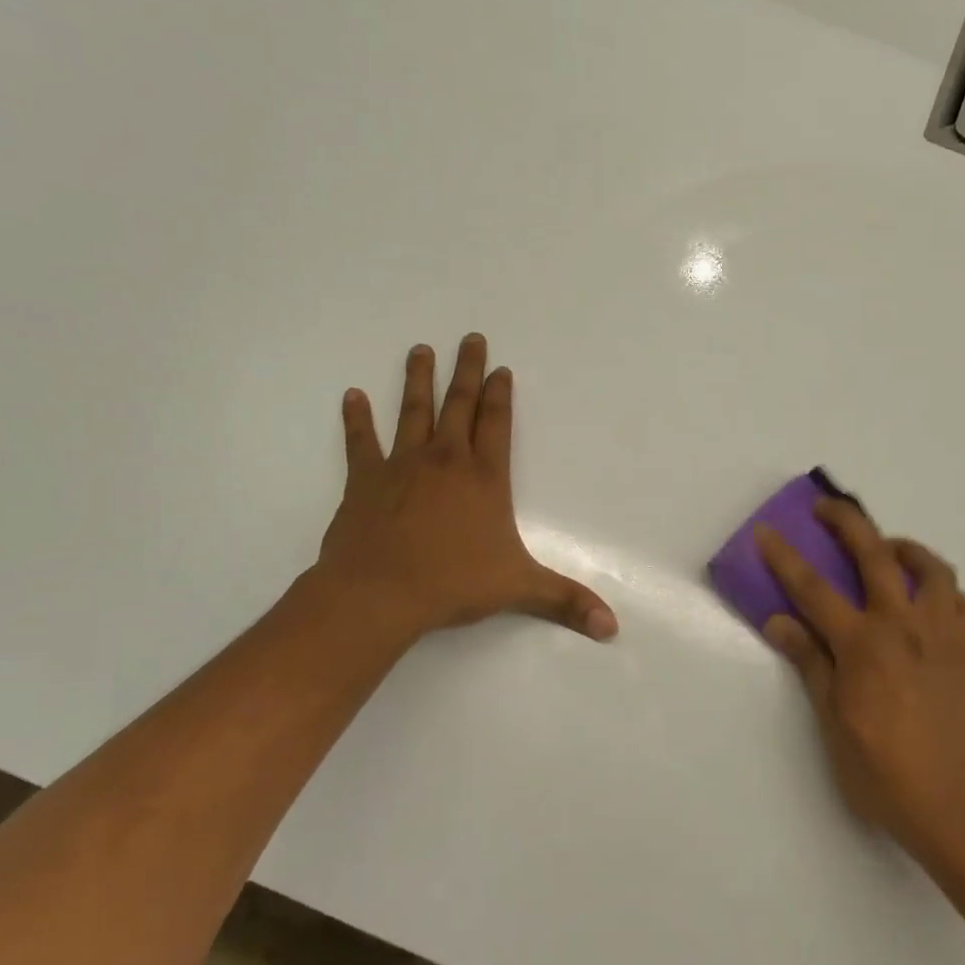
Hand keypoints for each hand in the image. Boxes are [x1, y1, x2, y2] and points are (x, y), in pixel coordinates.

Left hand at [305, 334, 617, 645]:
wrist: (380, 593)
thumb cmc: (453, 584)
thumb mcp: (518, 589)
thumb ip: (566, 601)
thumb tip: (612, 627)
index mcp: (484, 478)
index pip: (497, 424)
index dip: (501, 394)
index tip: (501, 367)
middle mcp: (445, 460)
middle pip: (459, 404)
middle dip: (467, 370)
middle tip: (469, 337)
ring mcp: (402, 466)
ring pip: (413, 412)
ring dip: (418, 380)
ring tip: (420, 350)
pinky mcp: (365, 480)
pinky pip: (361, 442)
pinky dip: (357, 419)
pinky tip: (352, 395)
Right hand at [756, 501, 964, 862]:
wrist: (953, 808)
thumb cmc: (881, 770)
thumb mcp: (831, 720)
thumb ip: (809, 662)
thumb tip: (779, 621)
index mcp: (863, 644)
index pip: (813, 589)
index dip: (785, 558)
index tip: (767, 532)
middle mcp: (904, 627)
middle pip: (875, 556)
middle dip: (848, 522)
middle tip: (828, 508)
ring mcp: (943, 637)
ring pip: (933, 570)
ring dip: (907, 549)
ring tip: (890, 550)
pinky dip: (947, 594)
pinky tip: (933, 602)